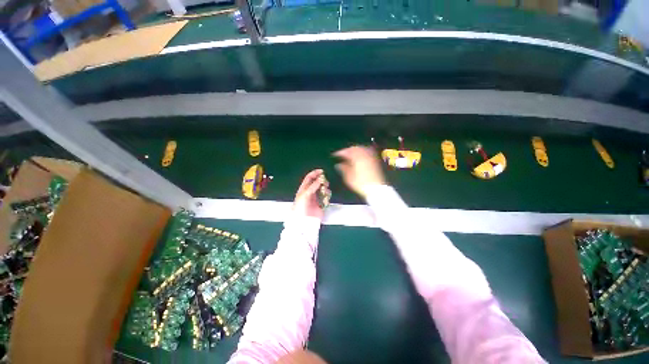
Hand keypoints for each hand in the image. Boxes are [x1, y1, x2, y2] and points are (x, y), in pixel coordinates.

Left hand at [293, 169, 328, 219]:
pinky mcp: (321, 204)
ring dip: (325, 188)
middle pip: (317, 182)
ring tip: (325, 191)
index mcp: (304, 189)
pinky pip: (326, 197)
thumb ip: (313, 186)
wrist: (304, 221)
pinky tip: (326, 198)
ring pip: (323, 189)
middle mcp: (310, 192)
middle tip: (324, 182)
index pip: (309, 178)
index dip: (315, 173)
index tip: (321, 171)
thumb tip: (320, 179)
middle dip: (322, 181)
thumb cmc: (301, 207)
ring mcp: (316, 198)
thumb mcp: (305, 195)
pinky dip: (327, 196)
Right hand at [333, 146, 385, 196]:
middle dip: (348, 150)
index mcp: (357, 158)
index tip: (335, 155)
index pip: (347, 151)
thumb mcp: (349, 178)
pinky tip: (360, 156)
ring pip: (362, 149)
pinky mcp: (375, 160)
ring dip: (355, 149)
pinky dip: (362, 151)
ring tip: (350, 154)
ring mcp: (370, 157)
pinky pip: (368, 152)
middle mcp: (364, 155)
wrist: (376, 188)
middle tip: (342, 154)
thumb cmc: (360, 183)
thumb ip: (343, 169)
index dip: (340, 152)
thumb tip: (338, 164)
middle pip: (355, 148)